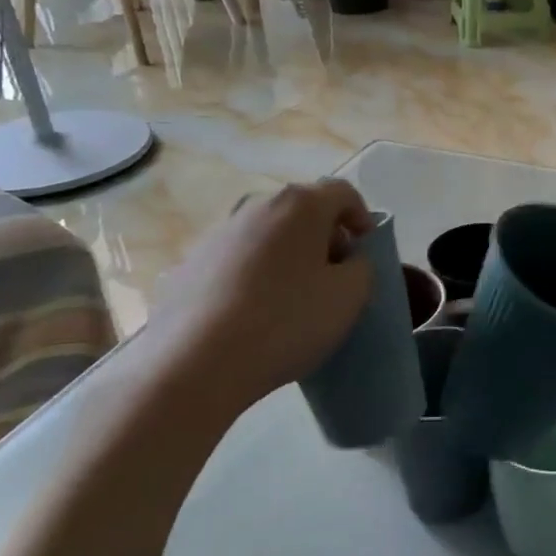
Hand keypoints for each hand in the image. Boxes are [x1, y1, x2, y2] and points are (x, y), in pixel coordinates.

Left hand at [139, 180, 374, 418]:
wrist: (196, 362)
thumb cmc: (287, 320)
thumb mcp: (351, 296)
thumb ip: (362, 268)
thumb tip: (348, 260)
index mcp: (301, 205)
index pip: (343, 193)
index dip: (362, 218)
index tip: (366, 251)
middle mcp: (257, 207)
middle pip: (303, 212)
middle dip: (325, 238)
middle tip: (336, 277)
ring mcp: (218, 234)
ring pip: (268, 236)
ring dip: (288, 257)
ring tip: (294, 300)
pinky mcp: (189, 265)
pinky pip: (237, 262)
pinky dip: (255, 277)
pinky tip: (255, 316)